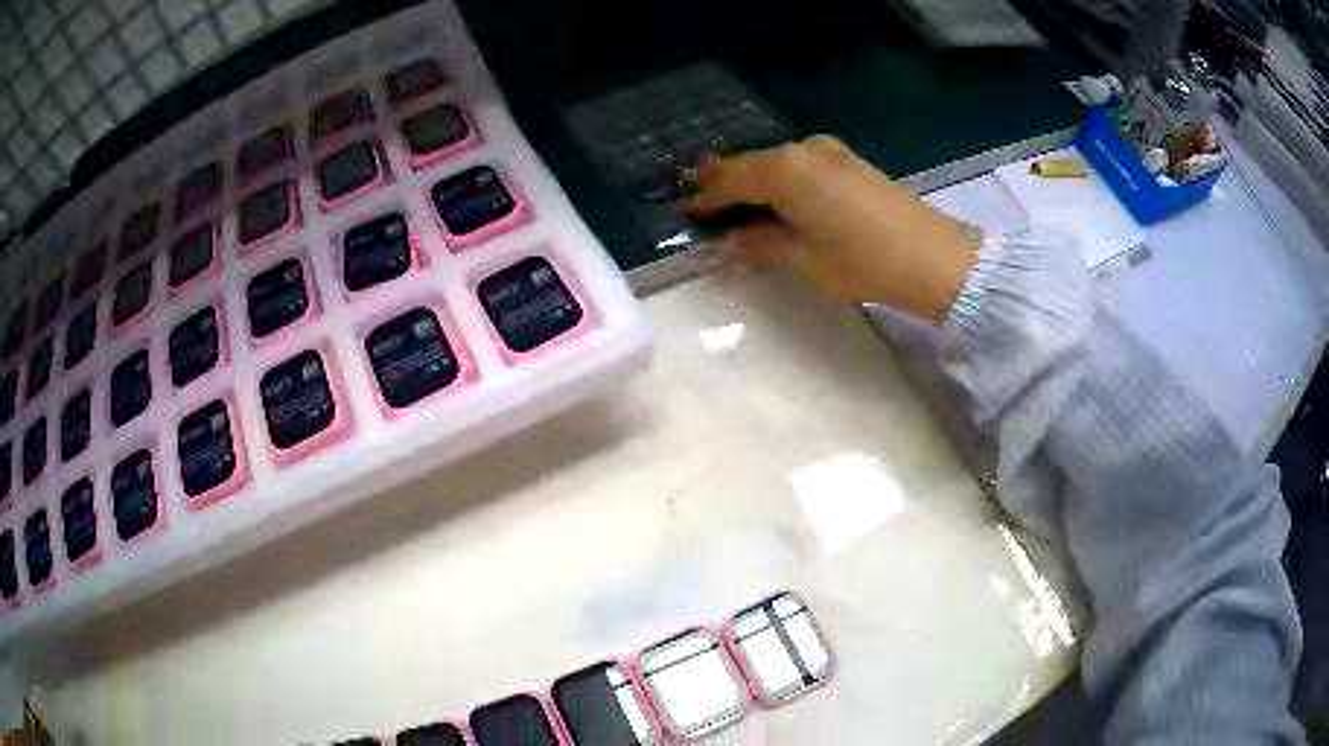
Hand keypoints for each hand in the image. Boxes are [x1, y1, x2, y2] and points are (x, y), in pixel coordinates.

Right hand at [687, 135, 980, 324]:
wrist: (933, 258)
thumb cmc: (862, 262)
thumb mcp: (802, 260)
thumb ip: (758, 245)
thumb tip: (727, 242)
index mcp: (784, 171)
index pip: (730, 179)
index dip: (706, 197)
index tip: (687, 210)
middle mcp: (802, 150)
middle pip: (751, 164)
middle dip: (725, 182)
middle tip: (700, 198)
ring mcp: (828, 152)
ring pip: (775, 163)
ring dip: (753, 180)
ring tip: (732, 199)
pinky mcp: (847, 162)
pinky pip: (798, 165)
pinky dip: (780, 180)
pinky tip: (774, 196)